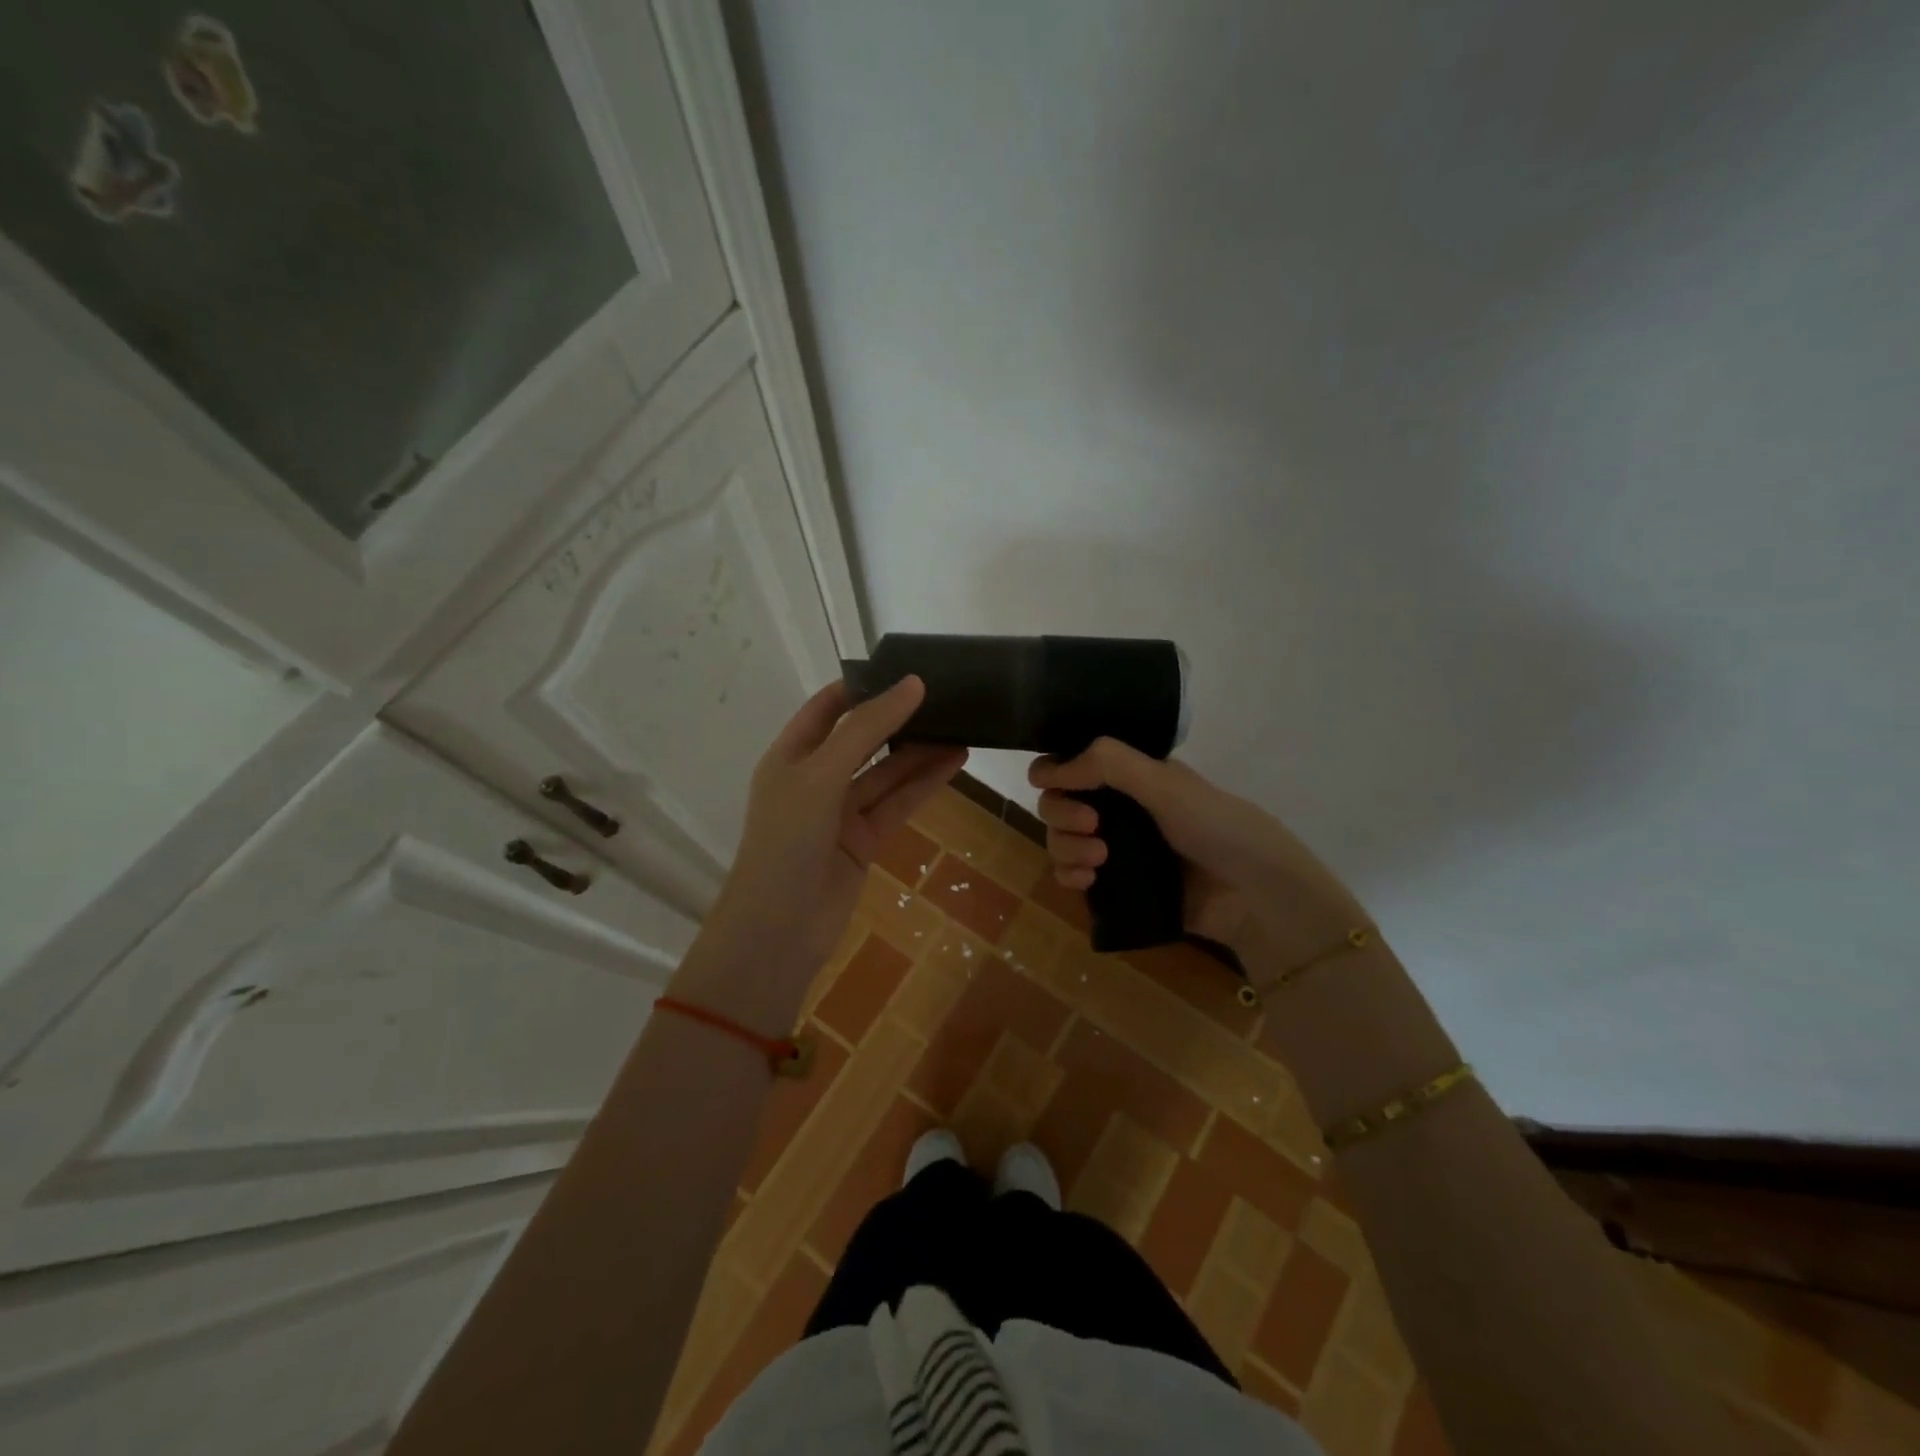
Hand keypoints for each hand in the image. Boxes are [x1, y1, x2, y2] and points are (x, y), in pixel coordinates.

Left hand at [704, 676, 965, 978]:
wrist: (779, 928)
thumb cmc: (788, 839)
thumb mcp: (822, 774)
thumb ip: (867, 729)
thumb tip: (912, 684)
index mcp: (791, 755)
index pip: (827, 708)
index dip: (862, 687)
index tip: (904, 670)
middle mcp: (815, 779)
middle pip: (862, 739)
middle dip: (898, 719)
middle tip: (943, 696)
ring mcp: (840, 812)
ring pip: (886, 773)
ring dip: (920, 752)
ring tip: (963, 726)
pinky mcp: (864, 840)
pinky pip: (897, 803)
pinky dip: (924, 784)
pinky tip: (955, 762)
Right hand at [1030, 738, 1364, 964]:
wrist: (1256, 897)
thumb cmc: (1217, 827)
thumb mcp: (1166, 784)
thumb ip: (1108, 764)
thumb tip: (1047, 770)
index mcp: (1131, 776)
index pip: (1073, 763)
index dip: (1055, 770)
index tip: (1051, 782)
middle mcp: (1118, 808)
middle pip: (1058, 802)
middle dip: (1062, 811)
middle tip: (1091, 823)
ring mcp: (1114, 848)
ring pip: (1061, 839)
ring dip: (1066, 845)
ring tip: (1098, 859)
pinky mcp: (1114, 887)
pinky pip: (1071, 876)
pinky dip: (1069, 875)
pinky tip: (1087, 880)